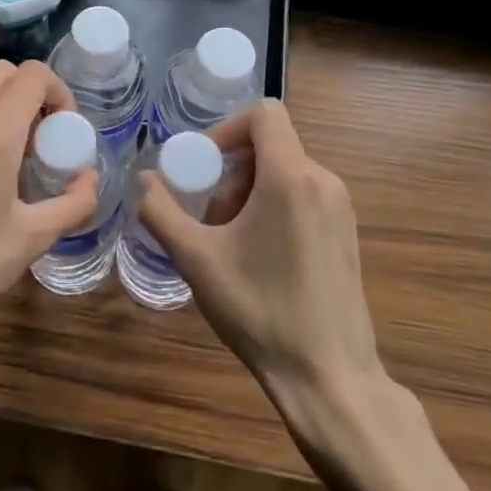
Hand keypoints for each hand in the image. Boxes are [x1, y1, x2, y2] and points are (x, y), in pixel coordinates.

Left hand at [0, 60, 98, 353]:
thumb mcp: (33, 238)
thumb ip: (73, 204)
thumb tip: (89, 179)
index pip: (32, 74)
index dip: (59, 91)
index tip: (66, 129)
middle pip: (3, 72)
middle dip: (33, 91)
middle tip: (46, 136)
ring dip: (7, 109)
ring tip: (20, 161)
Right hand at [138, 99, 383, 408]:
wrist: (329, 376)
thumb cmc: (260, 311)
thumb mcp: (196, 260)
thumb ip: (161, 211)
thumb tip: (143, 180)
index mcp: (291, 177)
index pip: (265, 114)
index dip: (227, 128)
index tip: (203, 165)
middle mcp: (323, 181)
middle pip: (270, 147)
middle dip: (231, 173)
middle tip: (210, 219)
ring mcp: (341, 208)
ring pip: (285, 173)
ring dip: (250, 194)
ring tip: (230, 244)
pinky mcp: (347, 234)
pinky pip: (303, 197)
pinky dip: (274, 209)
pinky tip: (259, 259)